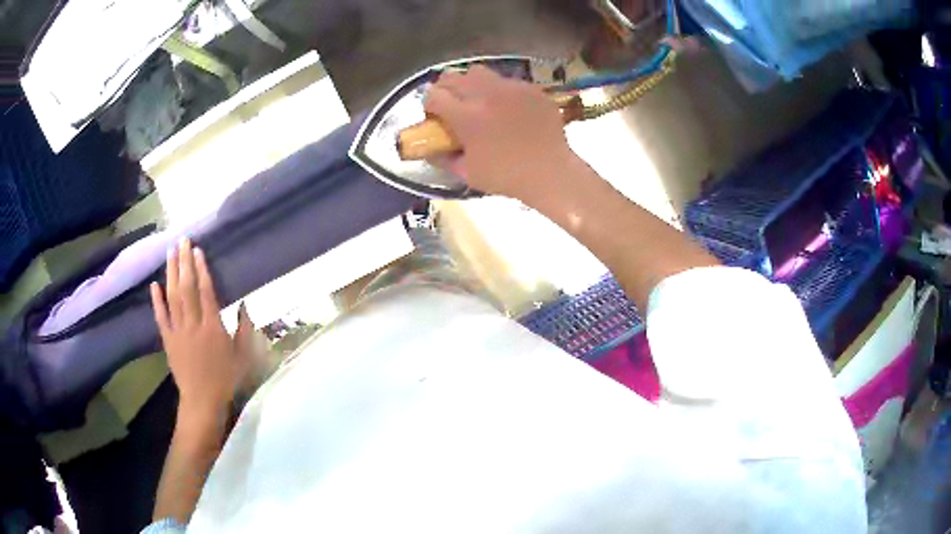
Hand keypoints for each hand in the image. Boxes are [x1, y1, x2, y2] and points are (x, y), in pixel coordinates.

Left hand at [150, 239, 249, 422]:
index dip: (201, 269)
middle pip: (187, 288)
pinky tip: (154, 284)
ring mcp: (178, 331)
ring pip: (173, 297)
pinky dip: (156, 300)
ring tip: (170, 253)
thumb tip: (245, 304)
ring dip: (171, 273)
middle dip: (184, 263)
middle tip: (181, 241)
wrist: (202, 400)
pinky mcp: (168, 340)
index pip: (206, 292)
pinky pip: (161, 317)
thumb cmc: (226, 378)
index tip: (197, 250)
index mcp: (213, 327)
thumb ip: (244, 329)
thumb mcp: (243, 356)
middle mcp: (193, 325)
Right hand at [424, 66, 576, 203]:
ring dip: (471, 84)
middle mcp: (486, 95)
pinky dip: (500, 91)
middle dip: (446, 89)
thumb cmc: (506, 177)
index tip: (435, 116)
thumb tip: (431, 148)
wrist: (550, 173)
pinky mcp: (530, 88)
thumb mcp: (467, 173)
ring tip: (479, 100)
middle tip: (452, 105)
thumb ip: (444, 158)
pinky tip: (508, 109)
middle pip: (453, 77)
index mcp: (467, 116)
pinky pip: (507, 81)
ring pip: (479, 72)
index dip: (429, 105)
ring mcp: (511, 88)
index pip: (434, 96)